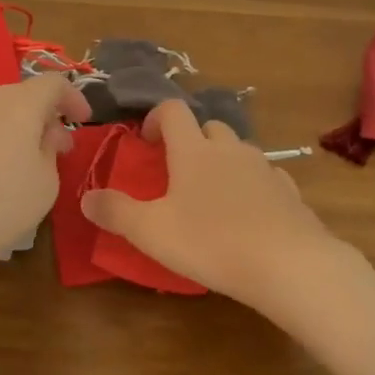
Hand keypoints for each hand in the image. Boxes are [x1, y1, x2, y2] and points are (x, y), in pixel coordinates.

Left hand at [0, 74, 90, 291]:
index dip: (74, 98)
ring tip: (21, 165)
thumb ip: (51, 151)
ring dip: (13, 131)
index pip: (54, 83)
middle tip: (55, 149)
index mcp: (19, 102)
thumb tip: (46, 135)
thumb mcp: (45, 183)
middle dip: (43, 118)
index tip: (83, 121)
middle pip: (22, 97)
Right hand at [80, 100, 354, 314]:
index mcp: (193, 150)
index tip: (146, 142)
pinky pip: (264, 175)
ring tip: (211, 196)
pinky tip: (248, 213)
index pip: (172, 110)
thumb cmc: (212, 242)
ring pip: (237, 149)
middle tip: (177, 172)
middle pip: (208, 126)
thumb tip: (85, 197)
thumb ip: (116, 212)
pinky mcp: (288, 191)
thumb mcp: (152, 232)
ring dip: (221, 161)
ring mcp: (263, 167)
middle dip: (190, 140)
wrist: (289, 264)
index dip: (155, 118)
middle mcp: (229, 148)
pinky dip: (251, 184)